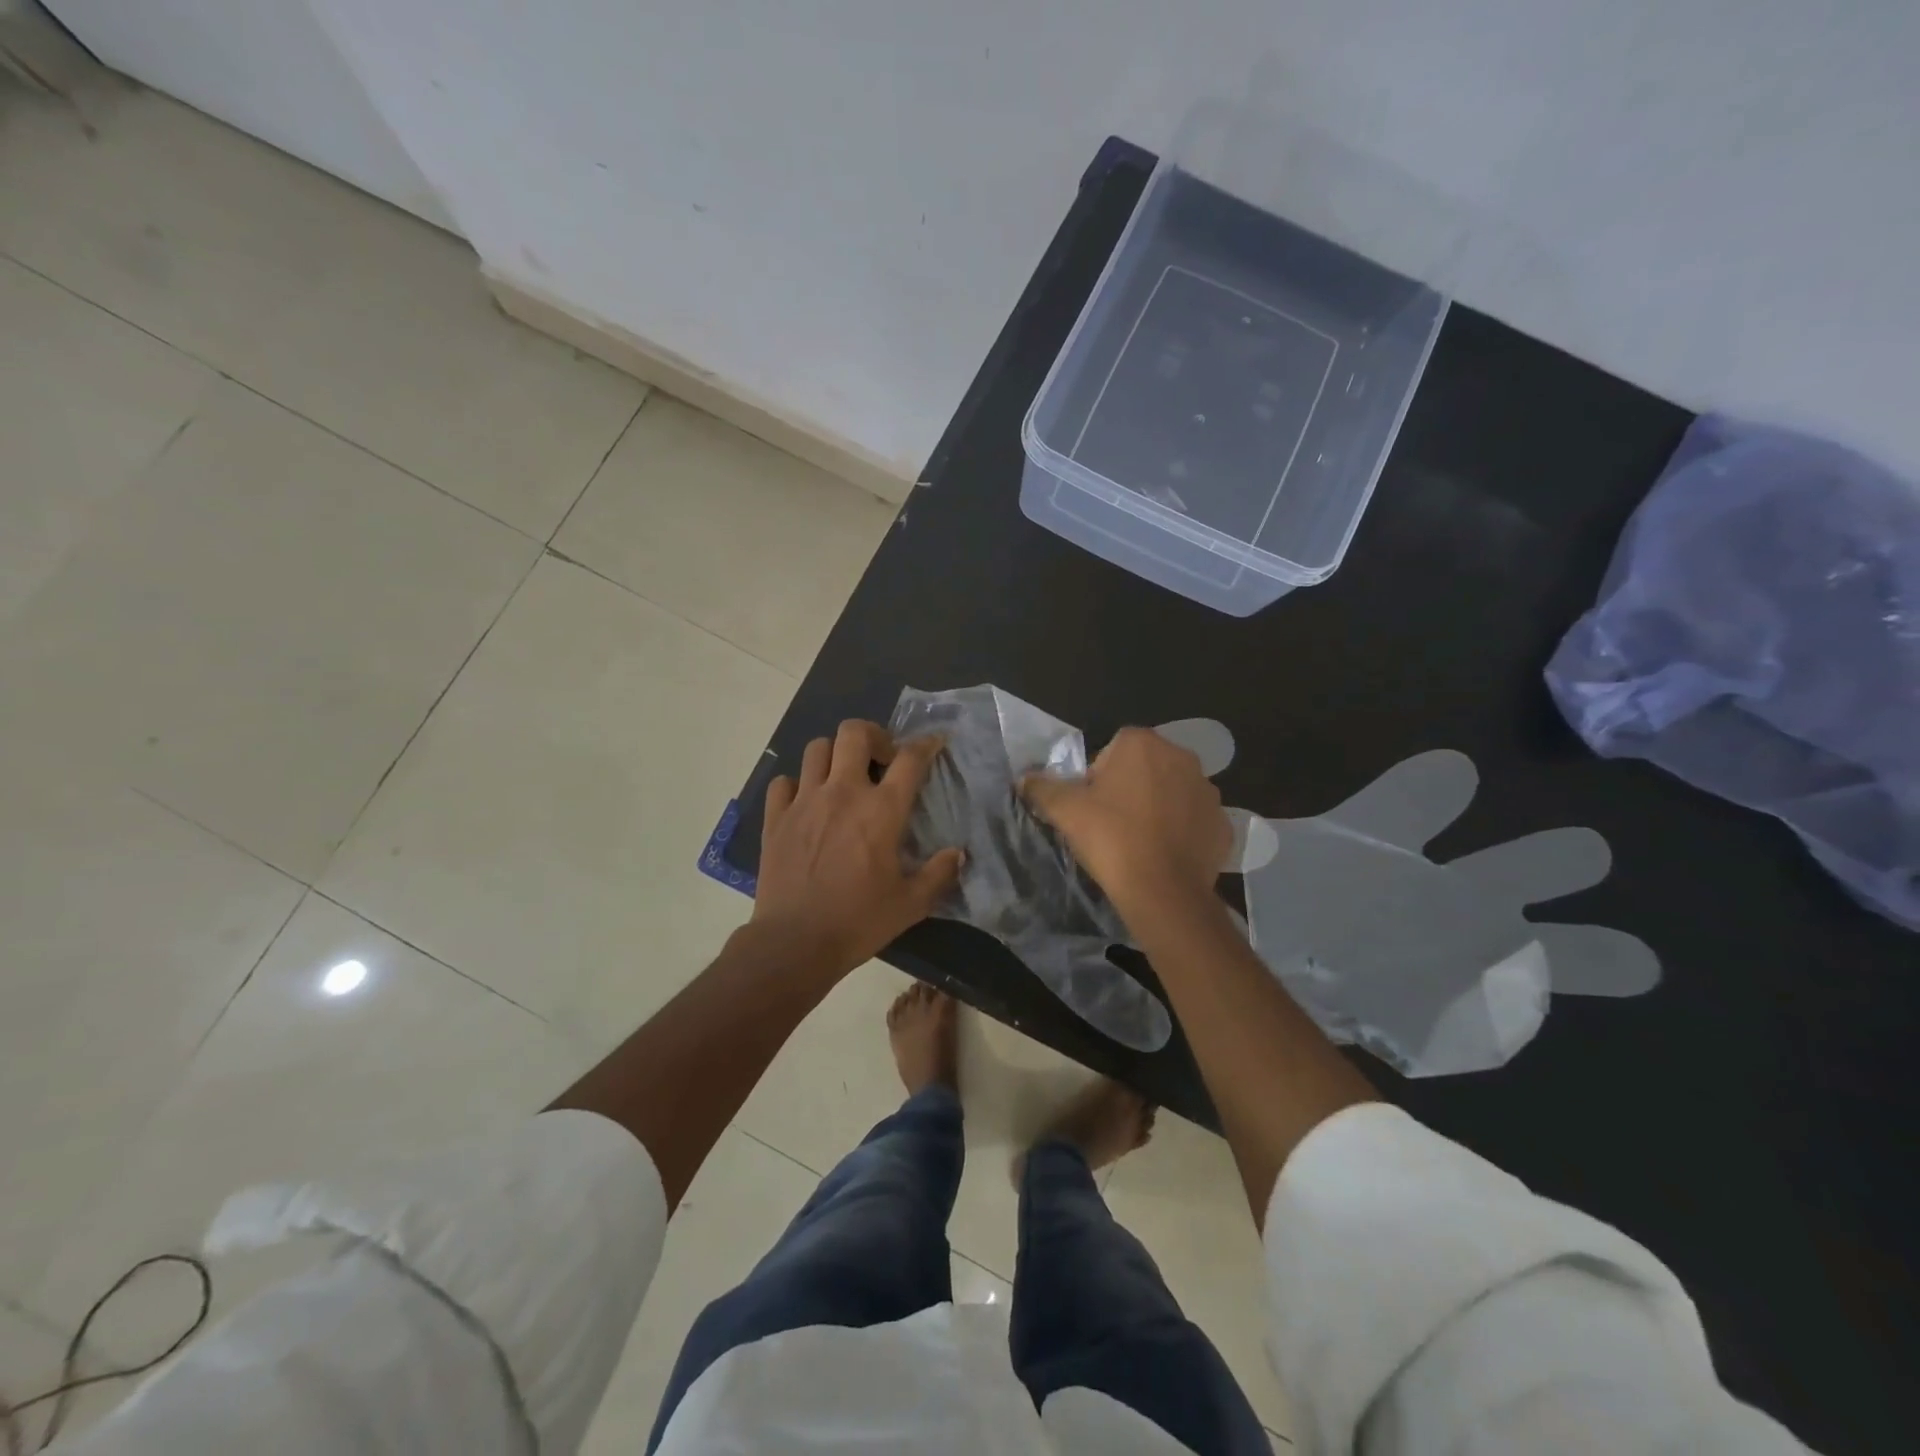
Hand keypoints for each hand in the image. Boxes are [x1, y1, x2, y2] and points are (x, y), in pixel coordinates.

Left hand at [752, 720, 964, 978]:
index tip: (934, 743)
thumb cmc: (859, 921)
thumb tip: (959, 854)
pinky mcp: (774, 817)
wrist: (795, 943)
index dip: (926, 744)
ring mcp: (804, 801)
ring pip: (816, 748)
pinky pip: (783, 781)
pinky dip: (796, 784)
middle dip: (873, 735)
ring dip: (834, 755)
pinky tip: (805, 803)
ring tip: (842, 777)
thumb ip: (939, 874)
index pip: (910, 759)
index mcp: (881, 810)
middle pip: (854, 733)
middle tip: (881, 759)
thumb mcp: (911, 904)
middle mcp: (843, 793)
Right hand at [1022, 726, 1230, 906]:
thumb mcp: (1065, 811)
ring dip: (1158, 807)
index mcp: (1142, 744)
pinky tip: (1165, 854)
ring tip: (1139, 841)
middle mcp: (1182, 757)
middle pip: (1146, 767)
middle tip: (1112, 824)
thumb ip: (1042, 788)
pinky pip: (1195, 820)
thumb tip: (1024, 779)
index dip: (1098, 776)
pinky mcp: (1222, 823)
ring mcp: (1208, 791)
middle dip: (1131, 788)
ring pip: (1173, 792)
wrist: (1162, 891)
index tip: (1091, 806)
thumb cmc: (1111, 838)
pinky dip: (1182, 832)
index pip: (1113, 749)